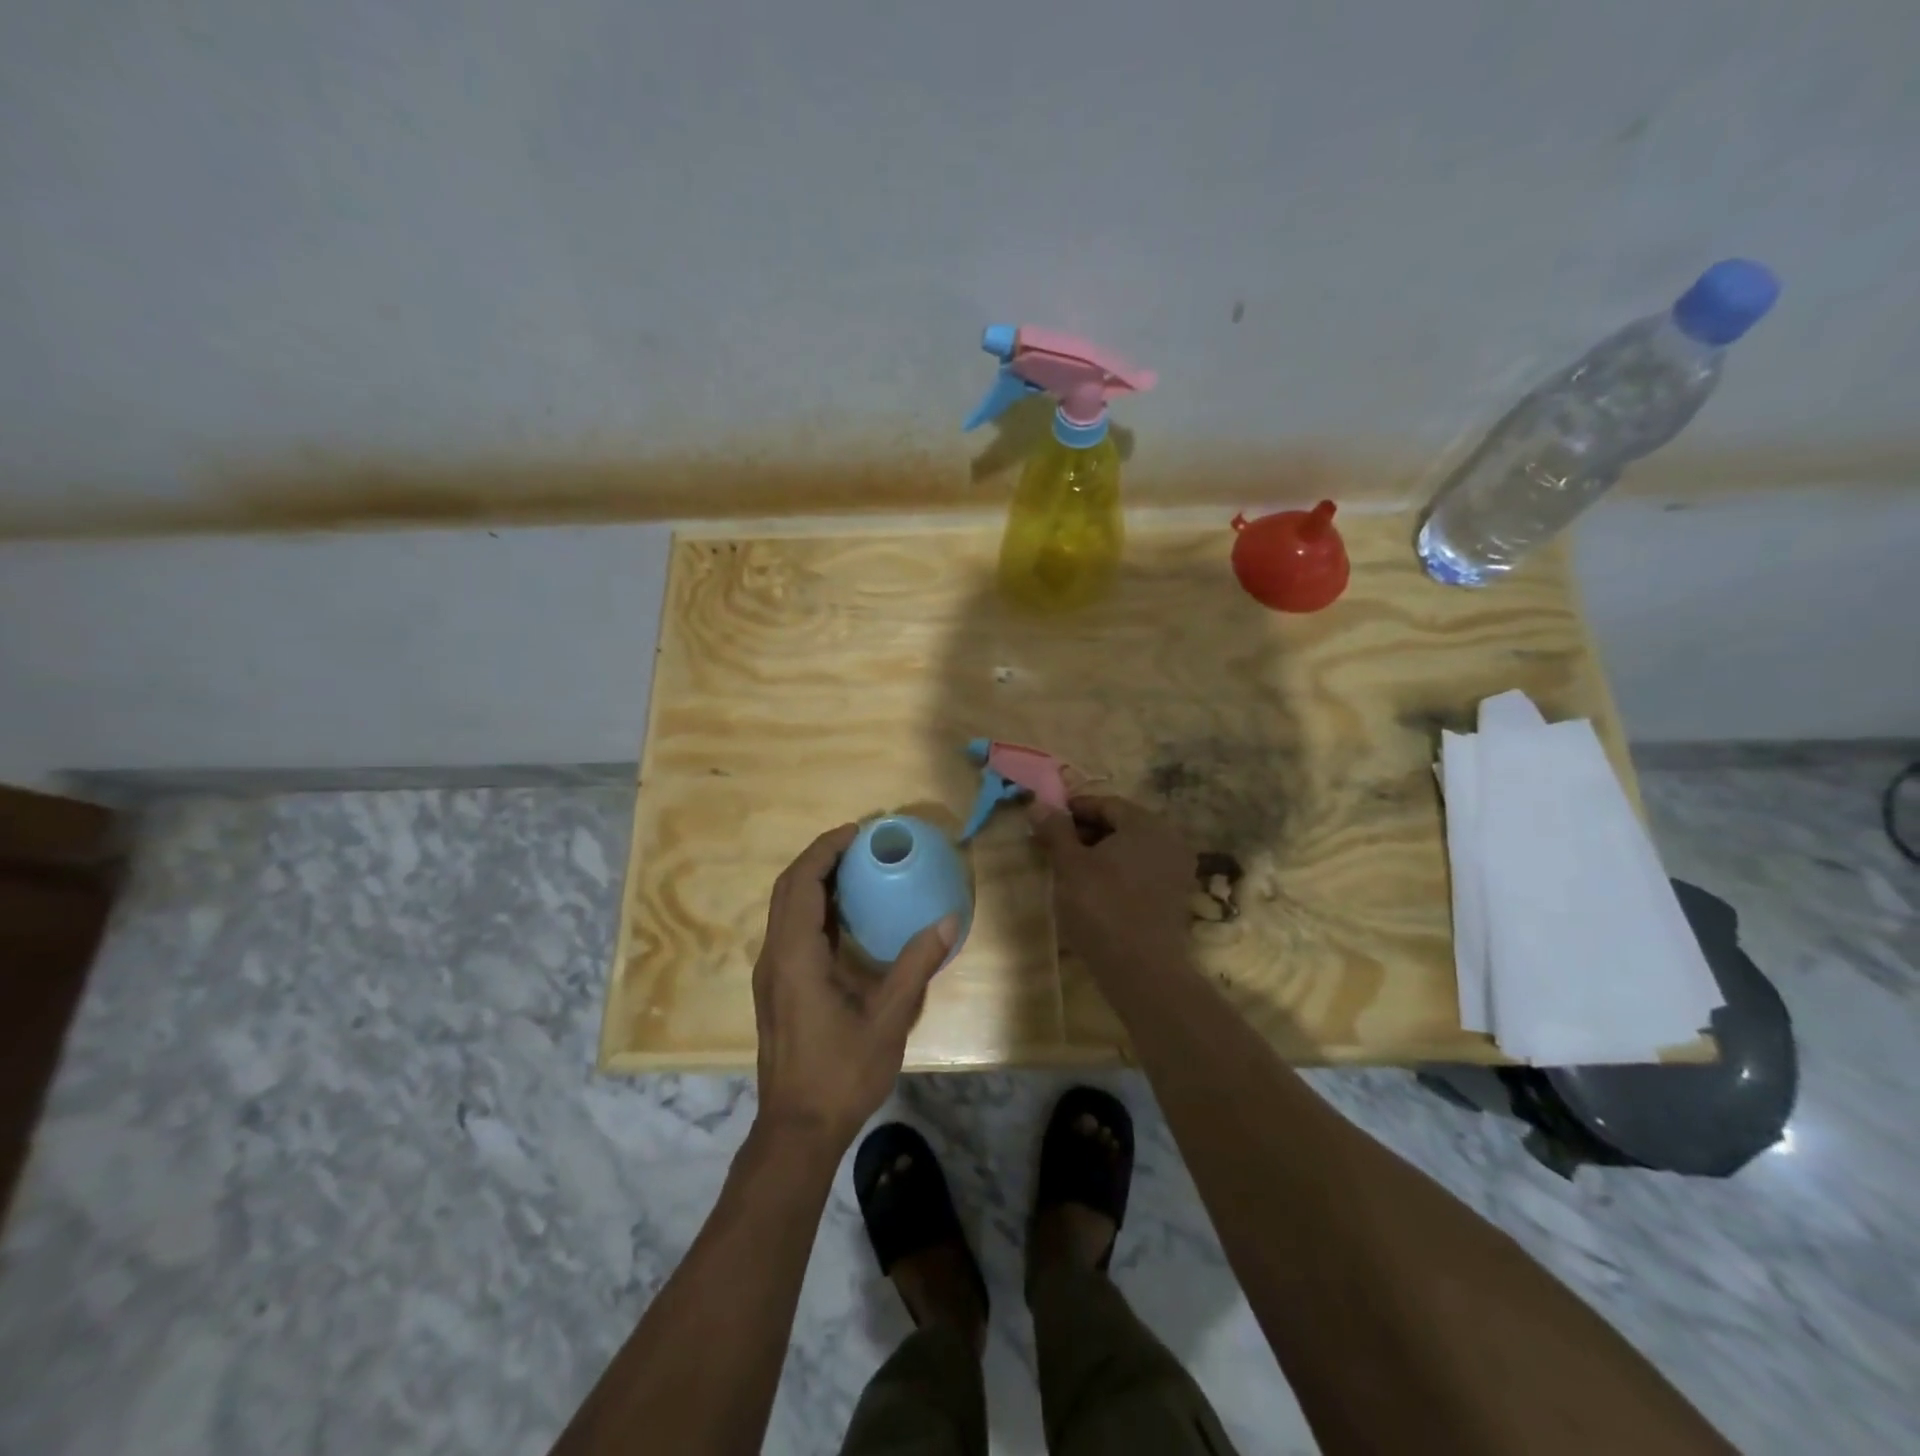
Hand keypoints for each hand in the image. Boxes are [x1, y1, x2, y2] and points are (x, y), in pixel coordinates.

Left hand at [752, 824, 957, 1150]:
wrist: (797, 1130)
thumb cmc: (841, 1073)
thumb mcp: (888, 1018)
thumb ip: (915, 965)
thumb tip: (948, 920)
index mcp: (795, 956)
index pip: (801, 884)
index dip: (825, 850)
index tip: (856, 832)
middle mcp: (774, 957)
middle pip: (787, 889)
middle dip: (819, 858)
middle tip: (859, 844)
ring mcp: (770, 973)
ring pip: (783, 909)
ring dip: (813, 881)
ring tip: (853, 868)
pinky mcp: (775, 988)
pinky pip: (788, 929)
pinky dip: (812, 907)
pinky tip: (844, 916)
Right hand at [1029, 795, 1193, 977]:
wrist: (1141, 969)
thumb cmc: (1101, 907)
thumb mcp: (1069, 865)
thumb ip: (1055, 830)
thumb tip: (1038, 804)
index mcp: (1146, 824)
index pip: (1105, 804)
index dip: (1072, 810)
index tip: (1045, 822)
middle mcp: (1168, 839)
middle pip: (1119, 825)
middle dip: (1084, 833)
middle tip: (1052, 846)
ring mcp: (1175, 869)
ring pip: (1129, 850)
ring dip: (1098, 854)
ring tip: (1067, 870)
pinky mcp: (1174, 897)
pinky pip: (1140, 872)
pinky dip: (1115, 873)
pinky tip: (1092, 890)